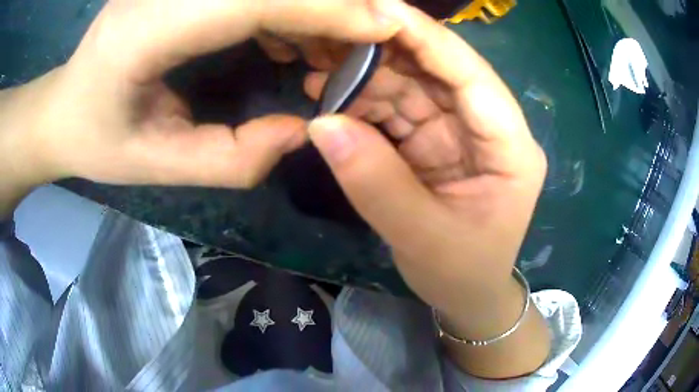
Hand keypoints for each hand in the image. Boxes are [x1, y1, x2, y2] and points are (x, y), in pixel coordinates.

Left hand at [0, 0, 401, 192]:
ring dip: (311, 7)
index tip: (384, 24)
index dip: (324, 6)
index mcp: (143, 32)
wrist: (64, 106)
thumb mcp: (157, 166)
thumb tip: (301, 131)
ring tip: (334, 49)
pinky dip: (286, 7)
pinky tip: (291, 38)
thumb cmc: (97, 139)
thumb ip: (230, 159)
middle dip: (330, 4)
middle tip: (371, 39)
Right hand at [305, 4, 549, 376]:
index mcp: (511, 147)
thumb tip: (321, 125)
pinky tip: (333, 105)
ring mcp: (460, 133)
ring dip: (367, 80)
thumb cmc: (462, 273)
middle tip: (331, 45)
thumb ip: (375, 183)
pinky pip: (398, 112)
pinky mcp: (435, 144)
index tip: (380, 10)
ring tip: (319, 79)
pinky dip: (365, 106)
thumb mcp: (423, 238)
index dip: (427, 38)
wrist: (467, 296)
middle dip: (386, 55)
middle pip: (438, 73)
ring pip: (413, 88)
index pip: (471, 76)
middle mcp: (490, 129)